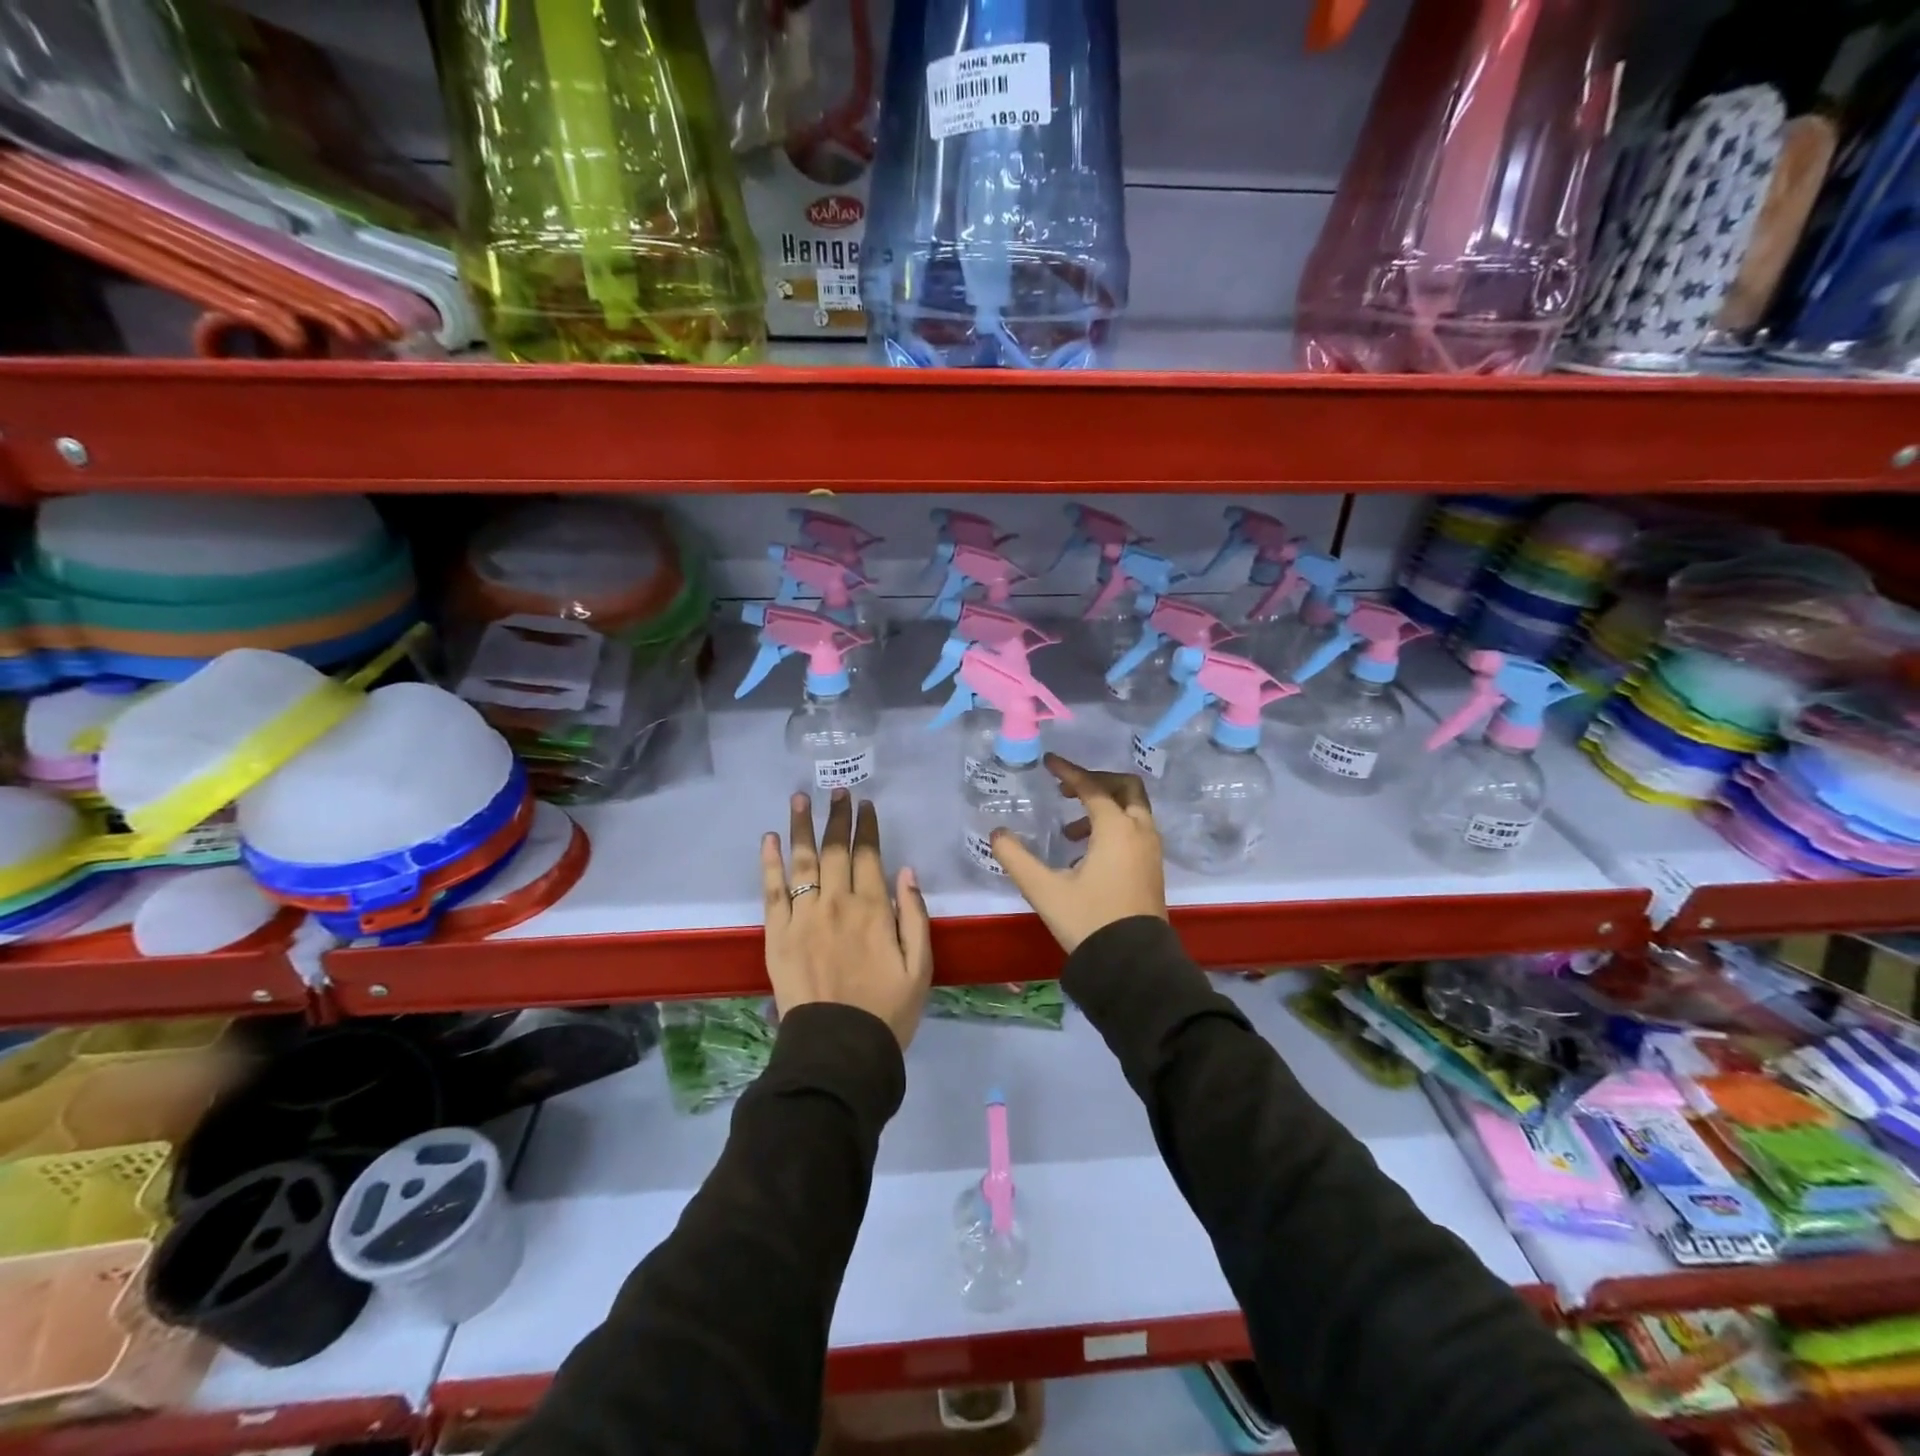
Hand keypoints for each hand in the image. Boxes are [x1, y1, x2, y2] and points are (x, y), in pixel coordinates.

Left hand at [762, 788, 933, 1048]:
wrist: (838, 1050)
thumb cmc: (886, 1010)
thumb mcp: (920, 967)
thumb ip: (914, 916)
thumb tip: (907, 871)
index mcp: (873, 909)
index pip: (869, 855)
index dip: (867, 828)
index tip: (865, 805)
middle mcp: (837, 903)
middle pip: (835, 849)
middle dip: (837, 816)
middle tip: (837, 791)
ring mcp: (803, 916)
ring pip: (802, 860)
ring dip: (802, 826)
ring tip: (800, 798)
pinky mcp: (777, 934)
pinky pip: (772, 890)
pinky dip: (770, 862)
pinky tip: (769, 838)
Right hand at [989, 754, 1168, 953]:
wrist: (1133, 965)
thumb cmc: (1088, 921)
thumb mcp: (1044, 890)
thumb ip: (1016, 858)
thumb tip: (997, 834)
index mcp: (1116, 829)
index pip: (1092, 787)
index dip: (1069, 771)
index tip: (1049, 762)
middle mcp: (1140, 832)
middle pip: (1125, 788)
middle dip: (1097, 782)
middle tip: (1068, 791)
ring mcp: (1151, 851)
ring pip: (1134, 810)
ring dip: (1105, 807)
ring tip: (1071, 831)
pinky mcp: (1153, 869)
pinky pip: (1136, 830)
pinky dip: (1115, 826)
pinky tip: (1087, 854)